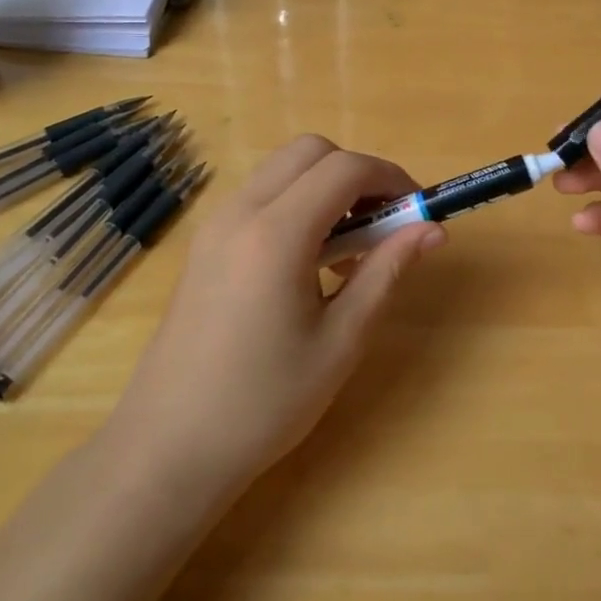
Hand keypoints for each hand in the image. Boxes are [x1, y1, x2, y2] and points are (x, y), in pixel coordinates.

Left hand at [105, 135, 444, 495]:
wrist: (167, 449)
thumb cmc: (263, 403)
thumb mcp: (340, 341)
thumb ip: (386, 272)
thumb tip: (433, 230)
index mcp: (276, 234)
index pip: (345, 168)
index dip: (391, 177)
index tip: (418, 210)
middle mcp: (241, 212)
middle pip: (310, 151)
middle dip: (357, 172)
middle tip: (383, 222)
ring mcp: (215, 225)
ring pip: (283, 169)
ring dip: (325, 186)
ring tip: (349, 248)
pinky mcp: (204, 244)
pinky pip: (260, 195)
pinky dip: (296, 203)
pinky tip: (309, 262)